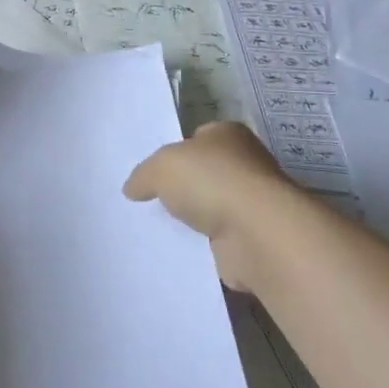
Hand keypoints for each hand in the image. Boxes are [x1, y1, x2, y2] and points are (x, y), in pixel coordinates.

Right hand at [124, 122, 298, 291]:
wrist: (256, 234)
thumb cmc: (211, 181)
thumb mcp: (162, 167)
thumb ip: (144, 174)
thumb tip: (132, 188)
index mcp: (227, 134)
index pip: (196, 138)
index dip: (174, 153)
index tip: (153, 172)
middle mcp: (245, 163)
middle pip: (204, 173)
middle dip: (183, 188)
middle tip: (150, 202)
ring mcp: (252, 202)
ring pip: (212, 208)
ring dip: (194, 220)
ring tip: (159, 231)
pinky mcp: (253, 238)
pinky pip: (219, 240)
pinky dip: (204, 247)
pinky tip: (181, 252)